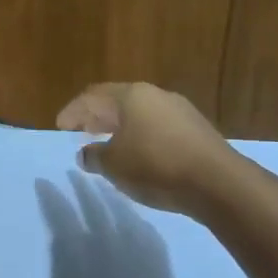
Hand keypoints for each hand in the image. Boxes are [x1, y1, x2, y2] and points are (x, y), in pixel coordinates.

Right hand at [56, 82, 240, 216]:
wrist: (218, 183)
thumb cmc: (156, 166)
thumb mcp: (114, 165)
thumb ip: (95, 157)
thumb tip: (86, 153)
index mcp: (131, 96)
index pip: (92, 97)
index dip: (72, 112)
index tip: (59, 127)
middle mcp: (155, 95)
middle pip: (117, 101)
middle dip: (96, 116)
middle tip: (81, 130)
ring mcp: (179, 110)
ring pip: (139, 113)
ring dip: (119, 126)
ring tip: (107, 143)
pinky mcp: (196, 129)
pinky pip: (157, 126)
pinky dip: (140, 135)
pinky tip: (138, 153)